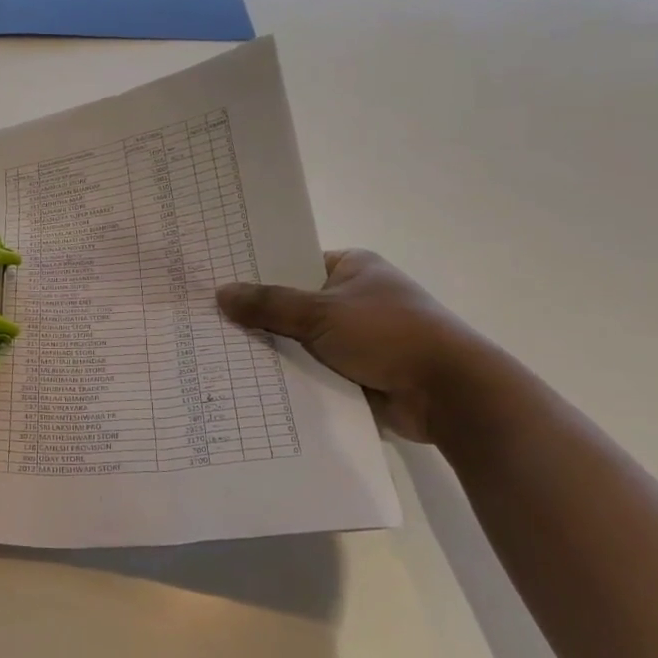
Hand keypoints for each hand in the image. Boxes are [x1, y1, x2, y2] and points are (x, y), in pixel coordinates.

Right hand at [216, 250, 493, 443]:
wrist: (449, 394)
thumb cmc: (388, 334)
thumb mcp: (321, 313)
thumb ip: (269, 304)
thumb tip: (221, 293)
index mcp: (353, 267)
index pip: (293, 263)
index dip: (257, 273)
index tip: (217, 283)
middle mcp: (354, 297)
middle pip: (293, 303)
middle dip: (259, 316)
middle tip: (208, 321)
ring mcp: (357, 337)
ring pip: (300, 339)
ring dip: (274, 349)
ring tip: (218, 352)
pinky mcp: (358, 371)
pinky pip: (313, 368)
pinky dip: (291, 375)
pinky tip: (250, 381)